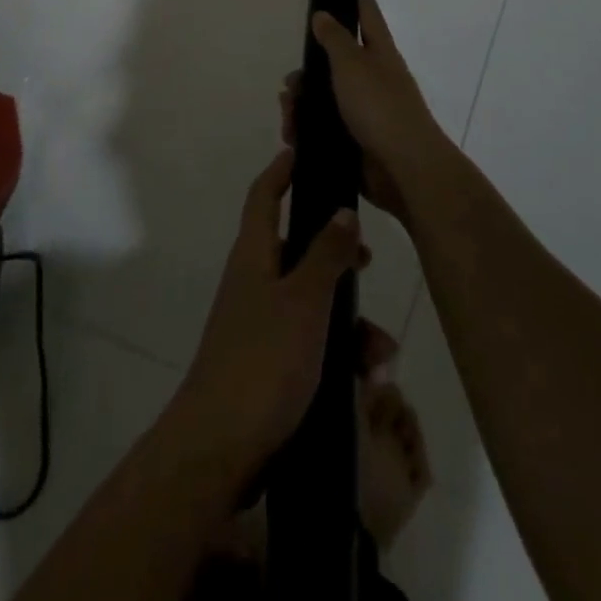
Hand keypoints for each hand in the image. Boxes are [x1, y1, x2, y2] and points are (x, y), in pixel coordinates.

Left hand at [170, 149, 365, 483]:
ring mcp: (260, 324)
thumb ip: (326, 254)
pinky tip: (368, 382)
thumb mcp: (304, 302)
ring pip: (313, 303)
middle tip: (368, 257)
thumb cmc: (262, 361)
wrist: (219, 449)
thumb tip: (341, 209)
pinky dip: (340, 355)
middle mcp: (254, 281)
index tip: (303, 151)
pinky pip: (312, 344)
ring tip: (381, 354)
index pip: (264, 196)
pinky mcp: (271, 364)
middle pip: (297, 249)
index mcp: (253, 255)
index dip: (281, 171)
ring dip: (350, 322)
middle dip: (336, 254)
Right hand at [283, 0, 447, 224]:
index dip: (360, 2)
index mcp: (380, 54)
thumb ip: (334, 39)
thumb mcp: (352, 64)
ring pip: (327, 99)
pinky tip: (293, 135)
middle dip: (310, 71)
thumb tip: (323, 14)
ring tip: (287, 113)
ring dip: (303, 104)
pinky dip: (307, 130)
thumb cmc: (380, 106)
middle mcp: (375, 80)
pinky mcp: (357, 142)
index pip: (369, 18)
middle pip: (338, 64)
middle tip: (290, 82)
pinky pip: (326, 129)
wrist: (404, 169)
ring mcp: (367, 113)